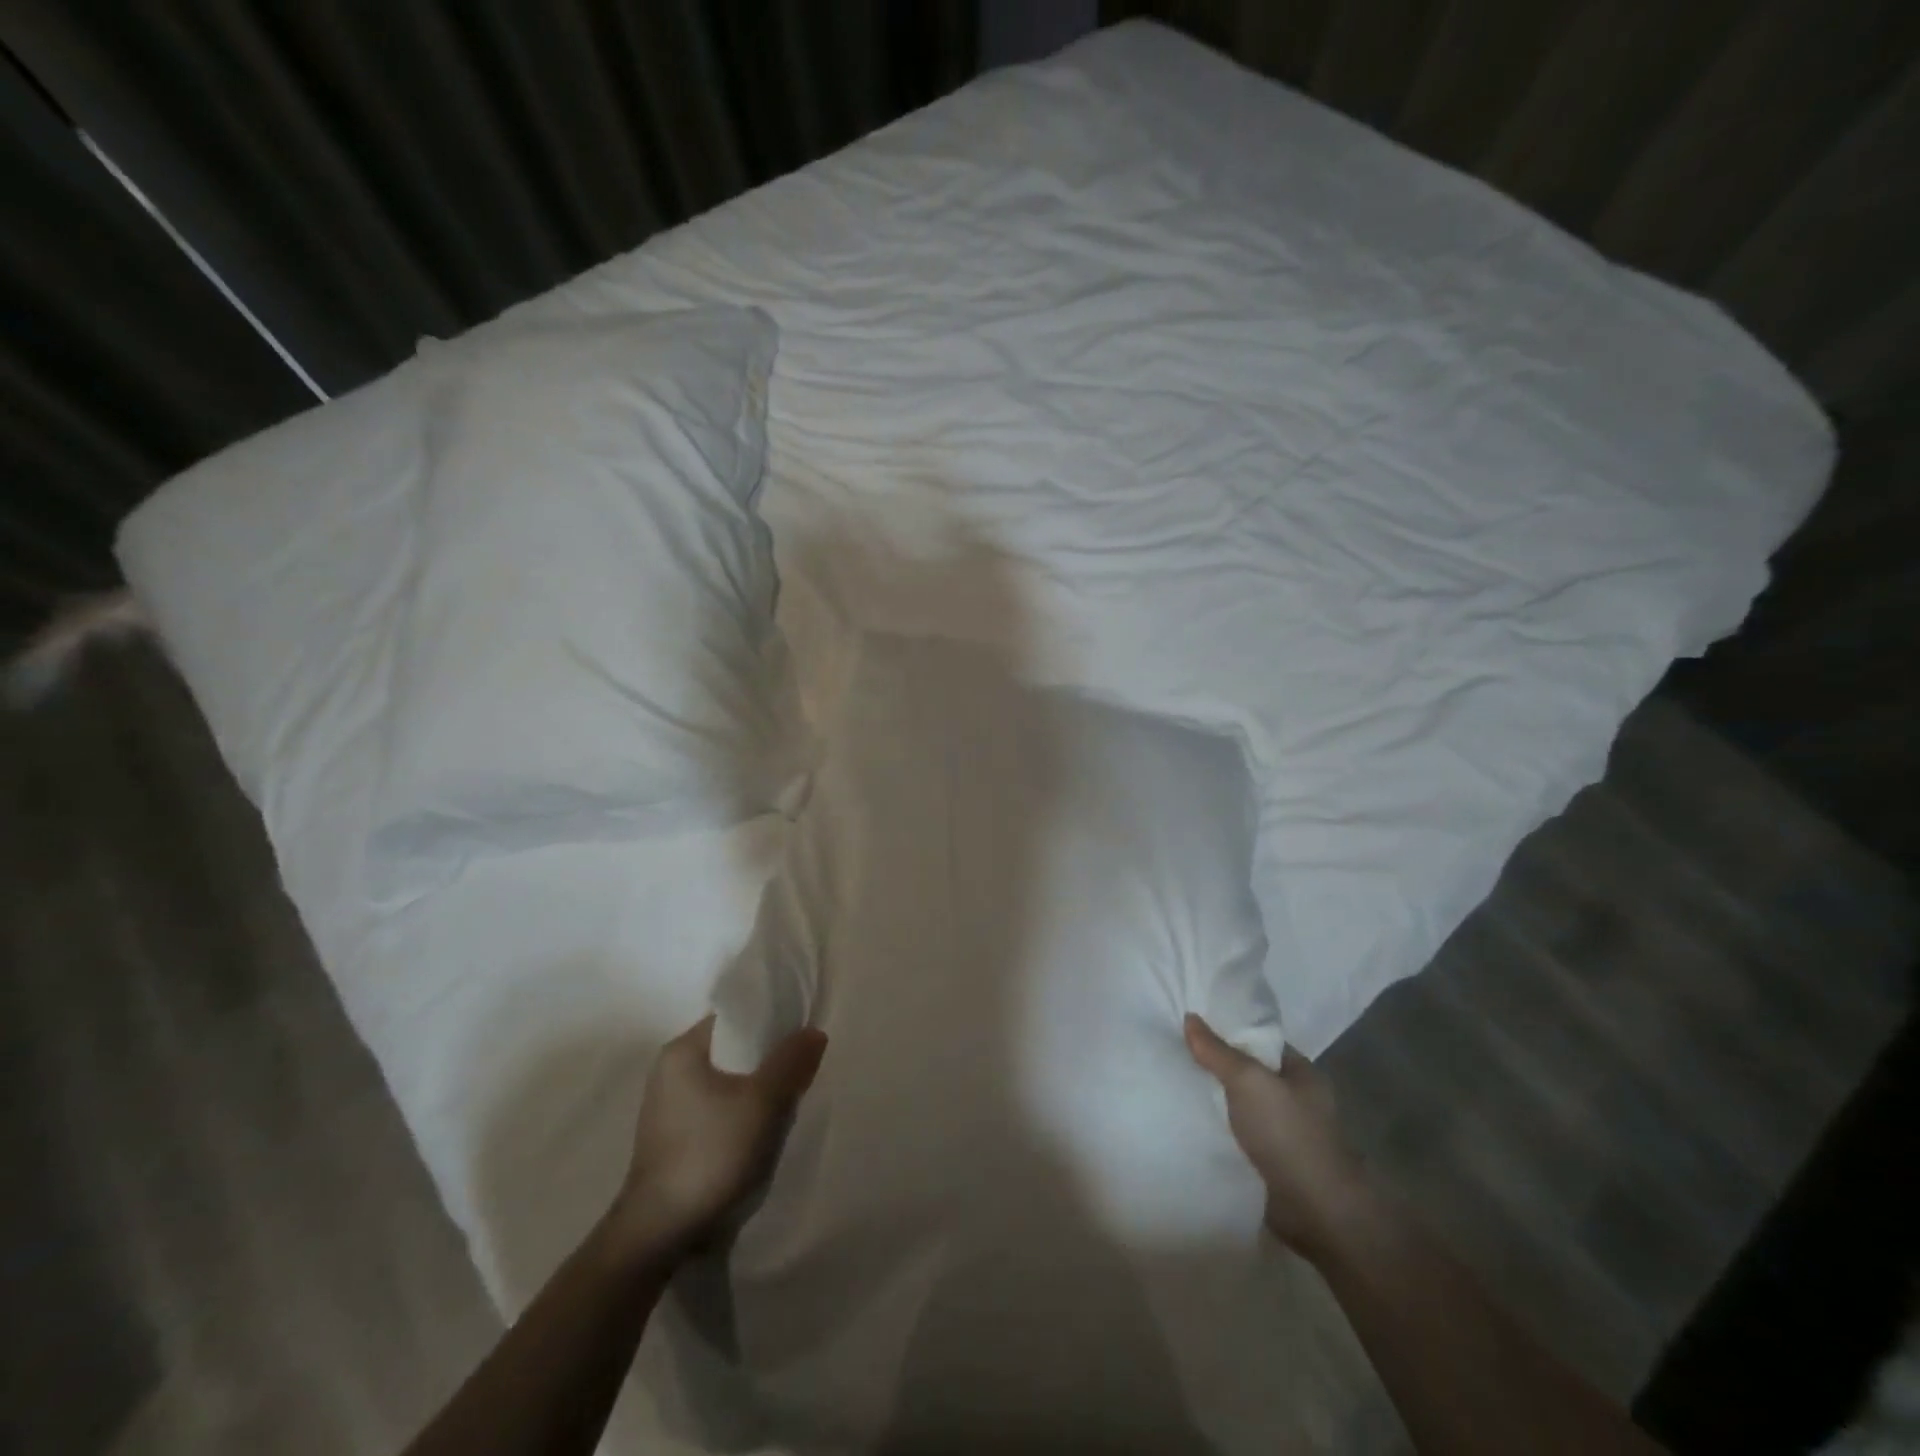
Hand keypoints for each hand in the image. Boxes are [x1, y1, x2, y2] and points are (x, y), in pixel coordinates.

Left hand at [606, 1013, 827, 1260]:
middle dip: (767, 1058)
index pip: (735, 1017)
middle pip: (733, 1048)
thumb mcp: (763, 1102)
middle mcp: (669, 1069)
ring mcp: (668, 1105)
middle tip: (799, 1072)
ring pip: (727, 1080)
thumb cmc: (710, 1154)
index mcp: (682, 1050)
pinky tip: (759, 1131)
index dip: (771, 1021)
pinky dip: (740, 1110)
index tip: (800, 1037)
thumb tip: (813, 1032)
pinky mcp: (672, 1136)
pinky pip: (716, 1106)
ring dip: (756, 1088)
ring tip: (784, 1103)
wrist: (660, 1233)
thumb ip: (791, 1061)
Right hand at [1184, 1013, 1368, 1257]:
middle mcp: (1294, 1098)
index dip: (1227, 1029)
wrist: (1317, 1211)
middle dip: (1214, 1064)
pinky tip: (1186, 1120)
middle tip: (1173, 1049)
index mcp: (1300, 1072)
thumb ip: (1217, 1051)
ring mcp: (1283, 1132)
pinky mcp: (1269, 1162)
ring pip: (1238, 1105)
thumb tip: (1190, 1017)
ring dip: (1212, 1099)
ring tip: (1172, 1081)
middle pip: (1246, 1071)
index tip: (1191, 1023)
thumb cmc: (1288, 1134)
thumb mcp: (1248, 1081)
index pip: (1259, 1039)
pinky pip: (1235, 1134)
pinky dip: (1215, 1128)